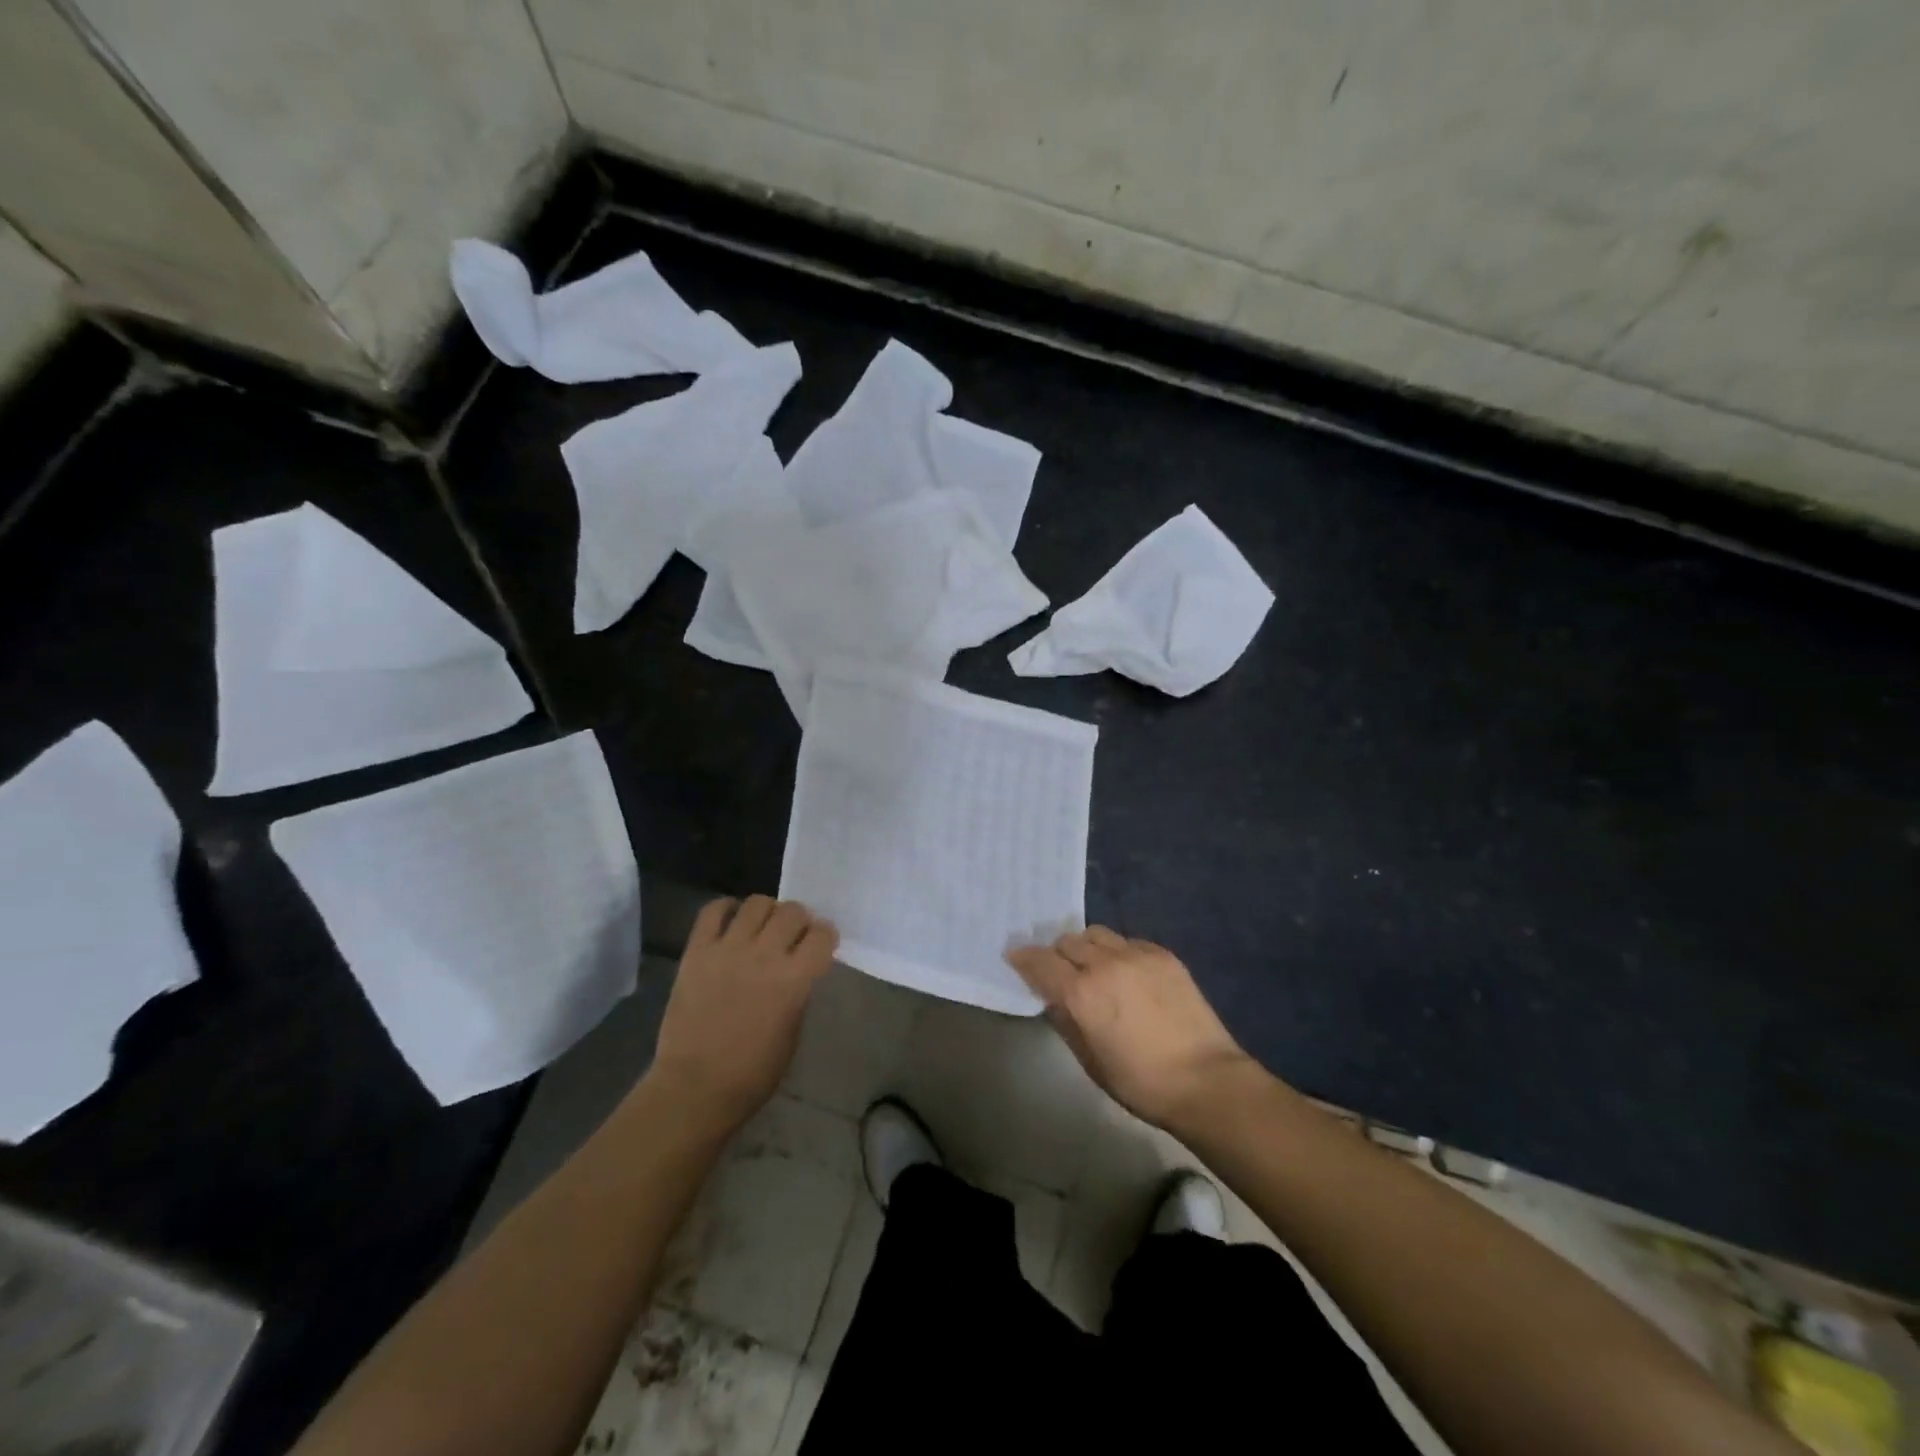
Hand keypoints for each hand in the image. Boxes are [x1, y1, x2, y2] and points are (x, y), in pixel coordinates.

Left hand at [648, 896, 837, 1132]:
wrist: (694, 1088)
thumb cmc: (752, 1073)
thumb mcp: (793, 1033)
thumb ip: (799, 993)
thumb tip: (799, 969)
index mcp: (794, 980)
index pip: (822, 935)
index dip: (826, 937)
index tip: (821, 944)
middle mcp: (764, 955)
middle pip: (793, 911)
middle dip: (799, 921)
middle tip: (792, 936)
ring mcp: (727, 949)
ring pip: (757, 903)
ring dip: (767, 912)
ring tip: (762, 929)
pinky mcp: (697, 951)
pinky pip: (712, 911)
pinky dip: (726, 909)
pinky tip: (731, 923)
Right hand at [1007, 927, 1261, 1131]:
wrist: (1206, 1080)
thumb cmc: (1141, 1083)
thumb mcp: (1090, 1061)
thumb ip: (1066, 1021)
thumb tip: (1052, 998)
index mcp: (1082, 994)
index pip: (1041, 962)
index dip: (1024, 958)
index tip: (1015, 957)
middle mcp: (1105, 964)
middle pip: (1068, 942)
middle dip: (1056, 954)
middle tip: (1058, 970)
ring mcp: (1137, 955)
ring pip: (1097, 934)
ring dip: (1086, 947)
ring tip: (1091, 966)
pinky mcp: (1163, 955)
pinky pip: (1127, 941)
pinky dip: (1116, 951)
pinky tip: (1125, 972)